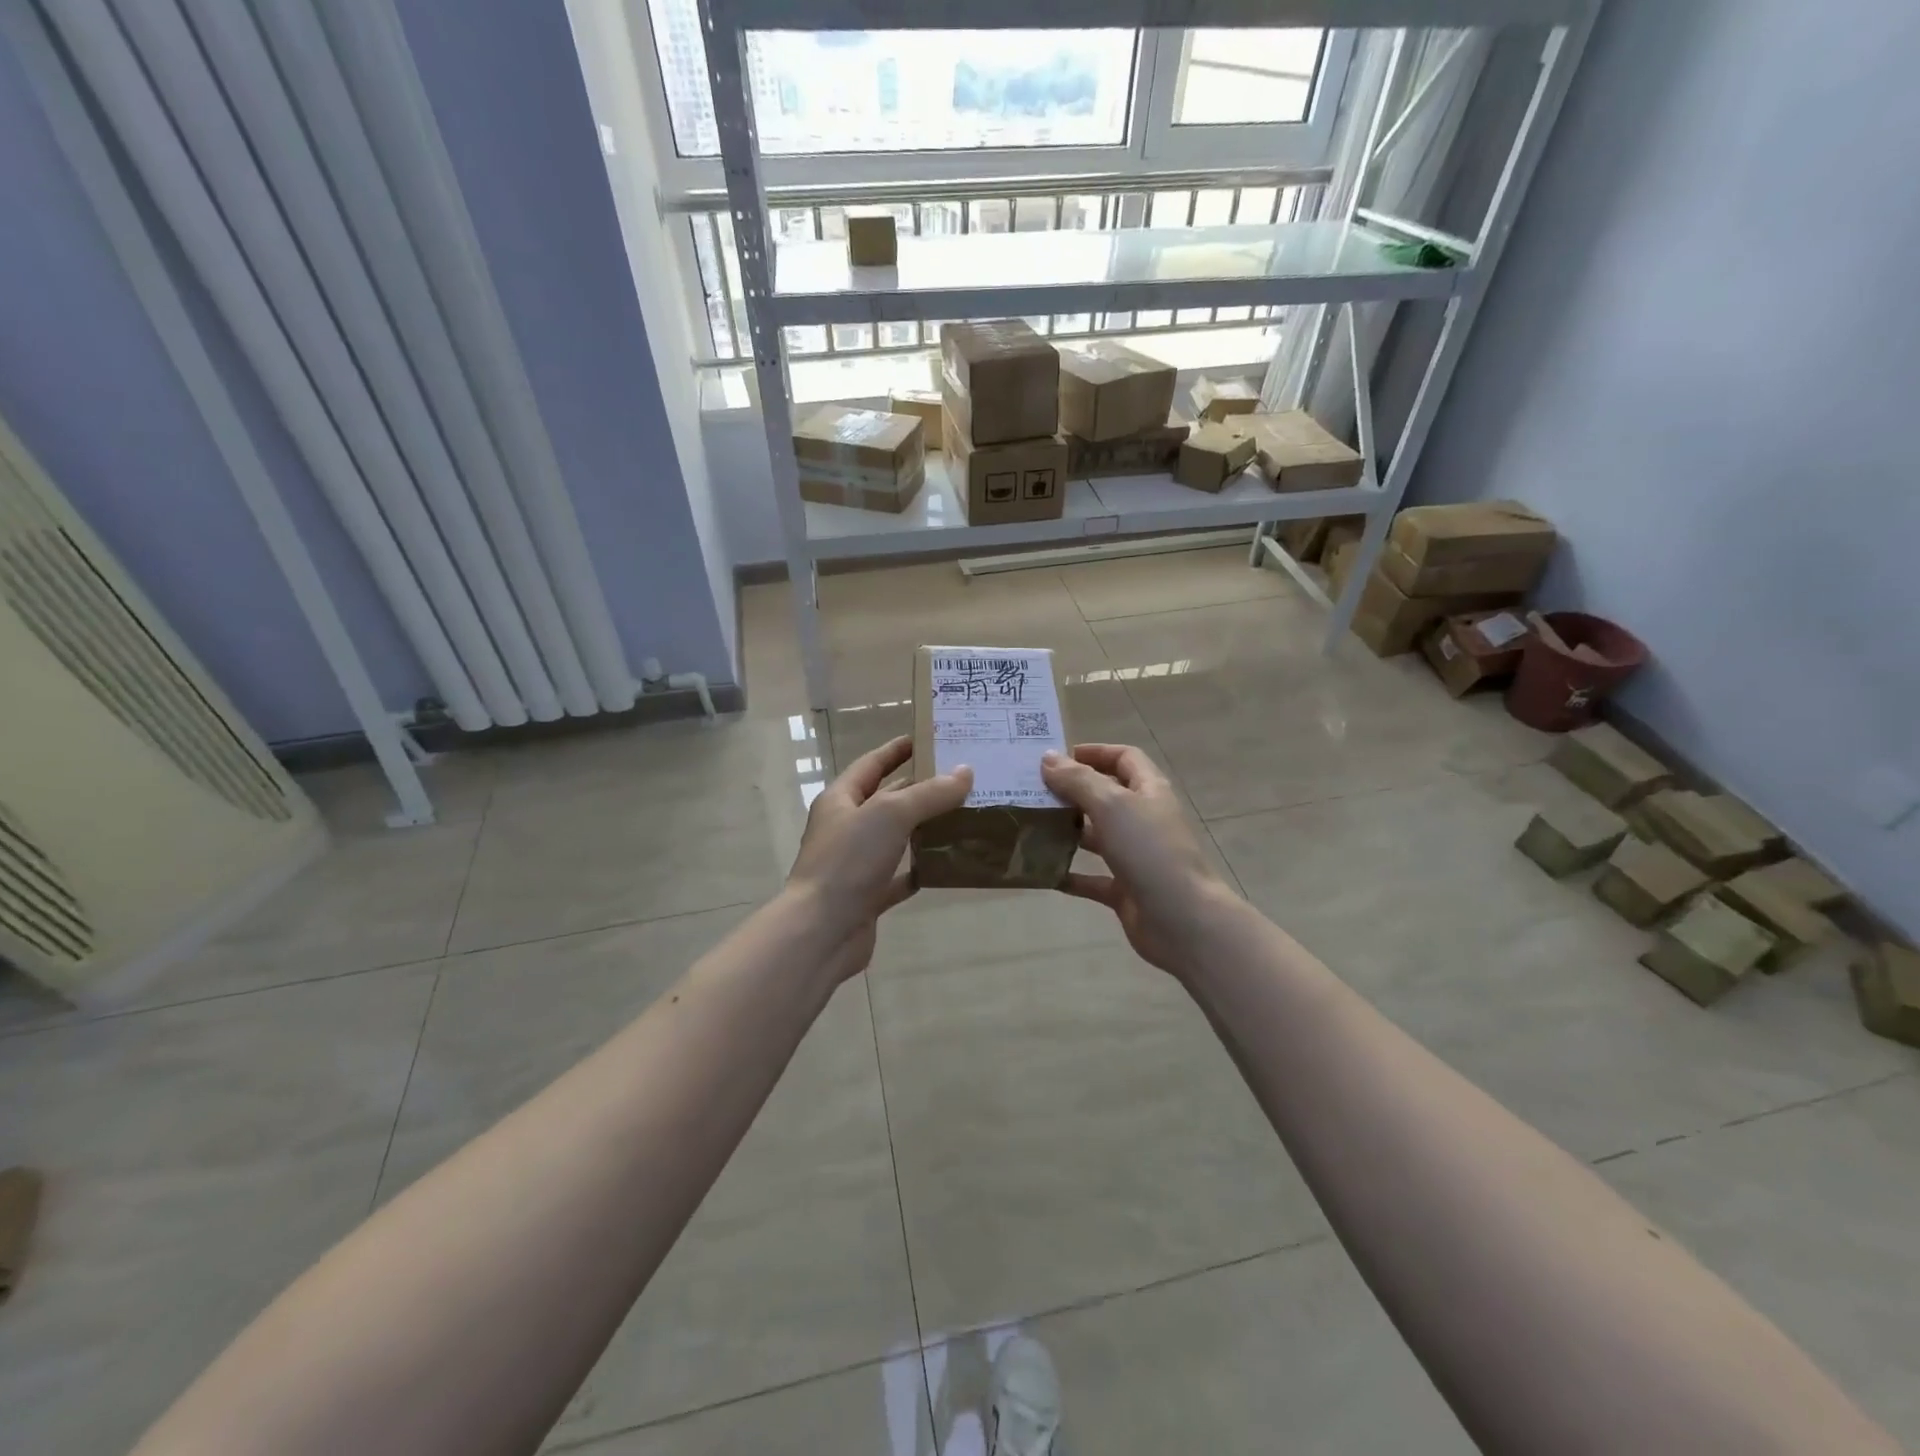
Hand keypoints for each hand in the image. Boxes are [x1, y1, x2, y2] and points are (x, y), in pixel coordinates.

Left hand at [786, 734, 972, 980]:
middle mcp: (846, 828)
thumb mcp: (891, 815)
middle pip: (886, 800)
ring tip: (962, 815)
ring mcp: (856, 864)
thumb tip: (965, 773)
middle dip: (920, 788)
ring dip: (924, 828)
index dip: (897, 750)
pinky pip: (899, 877)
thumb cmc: (849, 861)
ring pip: (895, 838)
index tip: (927, 738)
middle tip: (960, 777)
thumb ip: (929, 794)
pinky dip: (919, 869)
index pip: (871, 764)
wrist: (821, 931)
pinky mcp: (867, 896)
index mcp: (841, 800)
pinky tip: (946, 864)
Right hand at [1041, 744, 1235, 979]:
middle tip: (1034, 791)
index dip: (1095, 753)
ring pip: (1099, 836)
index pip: (1125, 758)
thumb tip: (1048, 758)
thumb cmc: (1149, 851)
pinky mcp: (1127, 890)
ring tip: (1033, 826)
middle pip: (1108, 796)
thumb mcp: (1111, 806)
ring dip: (1070, 831)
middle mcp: (1144, 820)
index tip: (1058, 758)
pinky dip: (1070, 875)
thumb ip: (1078, 780)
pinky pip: (1093, 879)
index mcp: (1149, 791)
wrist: (1182, 920)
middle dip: (1074, 791)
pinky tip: (1043, 873)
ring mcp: (1137, 856)